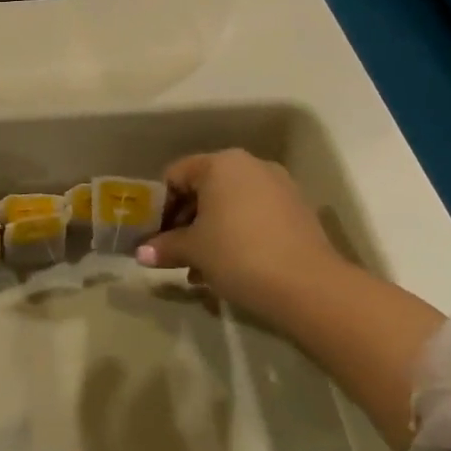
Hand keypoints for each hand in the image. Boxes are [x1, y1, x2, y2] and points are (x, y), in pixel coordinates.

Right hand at [137, 149, 346, 329]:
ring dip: (211, 231)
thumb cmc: (239, 255)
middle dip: (186, 220)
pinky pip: (255, 215)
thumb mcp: (194, 251)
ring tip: (201, 268)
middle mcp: (250, 165)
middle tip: (175, 252)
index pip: (176, 175)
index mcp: (220, 163)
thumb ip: (165, 247)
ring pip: (231, 204)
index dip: (160, 206)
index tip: (155, 235)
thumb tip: (140, 254)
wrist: (310, 287)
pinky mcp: (297, 211)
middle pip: (205, 188)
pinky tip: (232, 267)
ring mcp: (278, 186)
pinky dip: (238, 234)